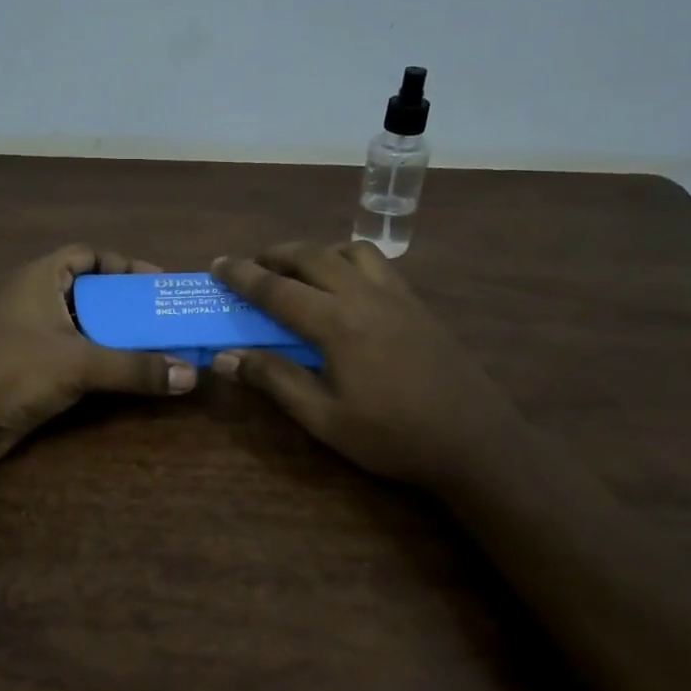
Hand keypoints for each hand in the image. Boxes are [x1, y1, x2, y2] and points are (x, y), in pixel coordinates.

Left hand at [0, 244, 197, 462]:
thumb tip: (191, 375)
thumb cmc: (13, 370)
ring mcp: (32, 334)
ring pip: (84, 326)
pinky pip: (75, 354)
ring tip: (157, 346)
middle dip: (127, 304)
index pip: (88, 255)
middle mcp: (37, 299)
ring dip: (117, 335)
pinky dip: (101, 360)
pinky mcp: (31, 367)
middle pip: (91, 291)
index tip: (157, 282)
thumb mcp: (79, 364)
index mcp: (42, 278)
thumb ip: (135, 368)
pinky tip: (128, 374)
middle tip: (164, 318)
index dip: (123, 264)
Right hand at [209, 242, 519, 487]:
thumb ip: (275, 380)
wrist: (473, 440)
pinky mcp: (417, 303)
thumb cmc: (392, 436)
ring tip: (298, 273)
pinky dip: (348, 260)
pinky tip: (345, 287)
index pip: (277, 290)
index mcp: (337, 323)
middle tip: (251, 266)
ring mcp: (396, 295)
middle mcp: (365, 295)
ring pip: (348, 250)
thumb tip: (226, 358)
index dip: (242, 276)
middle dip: (275, 255)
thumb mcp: (324, 418)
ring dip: (315, 252)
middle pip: (311, 256)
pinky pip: (377, 263)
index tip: (217, 264)